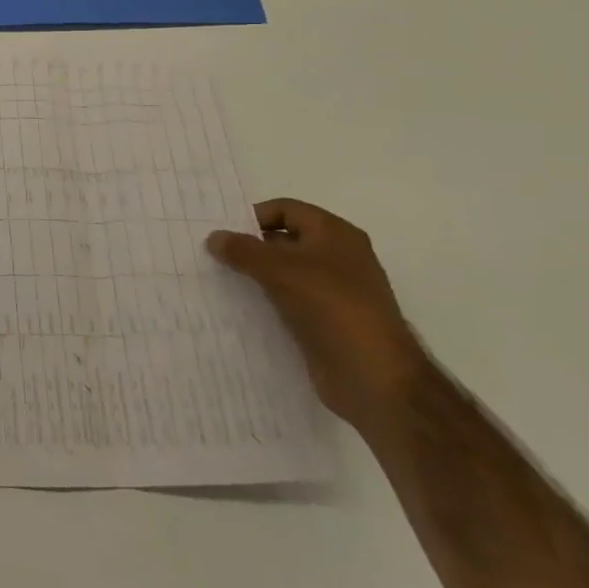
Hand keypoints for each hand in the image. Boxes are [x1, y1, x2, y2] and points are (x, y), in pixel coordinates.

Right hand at [207, 198, 428, 435]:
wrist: (375, 378)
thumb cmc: (331, 307)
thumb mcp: (280, 270)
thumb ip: (242, 250)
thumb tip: (213, 237)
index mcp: (335, 234)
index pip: (285, 209)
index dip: (253, 216)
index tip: (221, 233)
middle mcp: (337, 258)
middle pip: (283, 240)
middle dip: (249, 246)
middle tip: (213, 255)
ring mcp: (334, 292)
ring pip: (284, 273)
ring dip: (254, 275)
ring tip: (219, 279)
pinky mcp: (327, 322)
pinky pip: (288, 300)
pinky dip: (266, 300)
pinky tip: (239, 307)